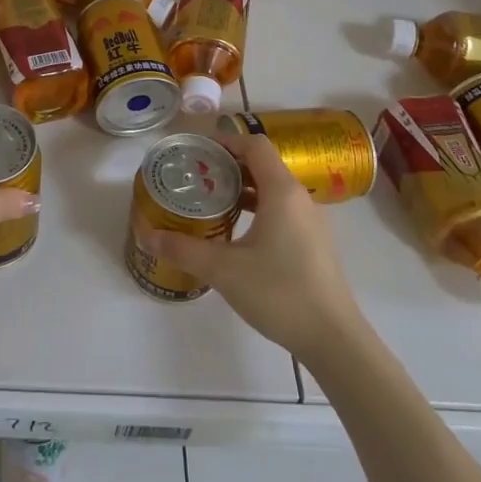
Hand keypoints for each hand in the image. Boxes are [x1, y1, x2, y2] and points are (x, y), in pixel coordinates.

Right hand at [142, 132, 365, 362]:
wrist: (333, 339)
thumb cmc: (279, 293)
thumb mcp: (223, 270)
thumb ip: (183, 249)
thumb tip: (147, 236)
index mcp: (282, 191)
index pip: (255, 145)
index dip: (226, 141)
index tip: (197, 151)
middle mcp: (300, 198)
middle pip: (263, 164)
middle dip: (228, 164)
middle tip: (196, 176)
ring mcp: (310, 221)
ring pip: (273, 188)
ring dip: (243, 187)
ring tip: (211, 200)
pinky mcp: (313, 242)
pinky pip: (282, 209)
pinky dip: (258, 207)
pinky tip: (236, 230)